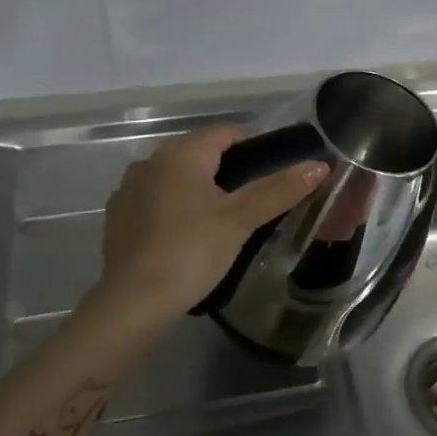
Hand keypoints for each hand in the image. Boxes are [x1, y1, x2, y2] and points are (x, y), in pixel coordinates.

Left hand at [87, 126, 327, 339]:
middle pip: (199, 154)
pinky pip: (154, 202)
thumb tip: (319, 166)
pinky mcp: (117, 218)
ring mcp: (128, 189)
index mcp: (180, 152)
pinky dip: (173, 211)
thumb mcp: (241, 220)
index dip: (253, 150)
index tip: (270, 180)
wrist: (132, 302)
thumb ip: (280, 190)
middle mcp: (150, 161)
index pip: (225, 132)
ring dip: (197, 192)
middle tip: (250, 207)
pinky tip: (184, 241)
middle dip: (226, 172)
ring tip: (219, 226)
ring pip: (175, 178)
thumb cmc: (192, 251)